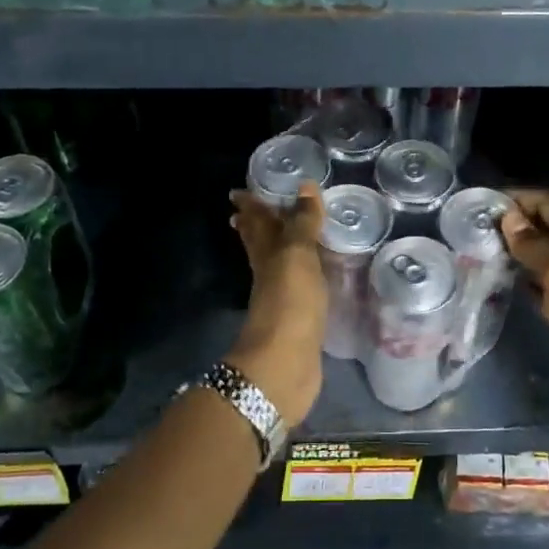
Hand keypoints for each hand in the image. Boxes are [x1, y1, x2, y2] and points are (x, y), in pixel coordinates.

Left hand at [227, 183, 326, 424]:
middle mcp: (269, 272)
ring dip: (277, 250)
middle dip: (255, 226)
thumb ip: (303, 222)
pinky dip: (300, 277)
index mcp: (266, 251)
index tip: (239, 191)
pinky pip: (297, 288)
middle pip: (259, 243)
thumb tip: (304, 186)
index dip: (250, 205)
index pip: (256, 221)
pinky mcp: (297, 320)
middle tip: (251, 210)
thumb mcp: (298, 254)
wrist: (285, 362)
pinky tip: (309, 278)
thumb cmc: (290, 301)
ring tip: (285, 238)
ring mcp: (281, 298)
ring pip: (277, 265)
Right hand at [500, 187, 548, 404]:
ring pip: (542, 255)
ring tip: (481, 248)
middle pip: (545, 226)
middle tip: (476, 226)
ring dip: (516, 250)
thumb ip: (535, 246)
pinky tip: (500, 278)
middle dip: (514, 222)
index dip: (519, 198)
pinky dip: (523, 277)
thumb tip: (509, 217)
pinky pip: (542, 283)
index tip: (485, 202)